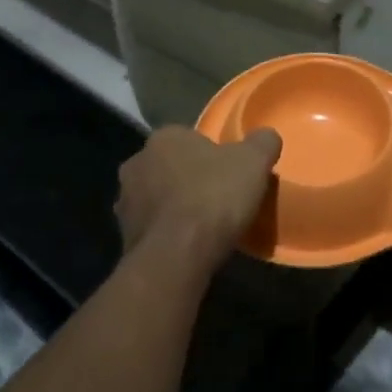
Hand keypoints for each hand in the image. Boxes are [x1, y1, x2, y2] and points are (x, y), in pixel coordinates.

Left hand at [114, 126, 282, 274]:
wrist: (177, 255)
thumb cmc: (213, 196)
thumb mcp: (253, 162)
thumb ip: (262, 143)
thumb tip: (267, 136)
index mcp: (164, 138)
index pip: (188, 138)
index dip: (210, 154)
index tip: (228, 172)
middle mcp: (137, 163)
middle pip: (169, 167)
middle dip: (187, 178)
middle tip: (216, 197)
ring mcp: (125, 202)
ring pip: (156, 198)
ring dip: (174, 207)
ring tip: (203, 226)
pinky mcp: (124, 237)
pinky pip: (152, 229)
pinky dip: (167, 234)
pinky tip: (188, 246)